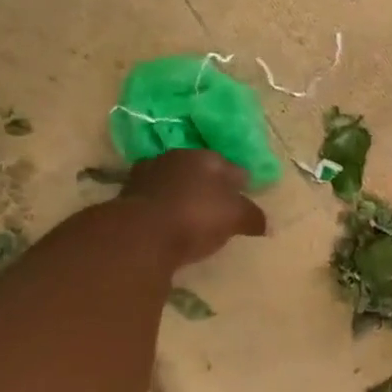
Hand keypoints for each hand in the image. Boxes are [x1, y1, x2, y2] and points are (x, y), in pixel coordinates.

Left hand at [117, 151, 266, 267]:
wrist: (139, 234)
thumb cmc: (197, 216)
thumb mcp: (236, 218)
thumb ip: (253, 217)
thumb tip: (265, 224)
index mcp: (206, 157)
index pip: (231, 167)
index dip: (241, 183)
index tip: (245, 198)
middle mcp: (176, 158)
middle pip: (200, 172)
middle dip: (210, 187)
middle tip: (220, 208)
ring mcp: (147, 176)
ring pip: (175, 184)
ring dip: (184, 197)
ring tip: (194, 219)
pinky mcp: (126, 198)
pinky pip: (156, 202)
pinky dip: (165, 211)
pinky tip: (171, 226)